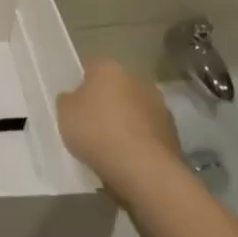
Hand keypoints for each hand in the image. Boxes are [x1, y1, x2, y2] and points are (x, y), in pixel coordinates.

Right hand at [57, 59, 183, 194]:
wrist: (143, 169)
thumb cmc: (97, 132)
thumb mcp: (65, 114)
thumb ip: (68, 101)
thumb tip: (74, 98)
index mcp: (109, 68)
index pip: (92, 67)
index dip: (83, 84)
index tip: (76, 104)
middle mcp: (137, 79)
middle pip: (117, 88)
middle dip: (108, 102)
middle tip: (93, 125)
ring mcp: (159, 106)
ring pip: (135, 110)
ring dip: (127, 122)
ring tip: (112, 147)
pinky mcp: (173, 133)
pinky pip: (148, 133)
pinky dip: (140, 142)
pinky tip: (129, 160)